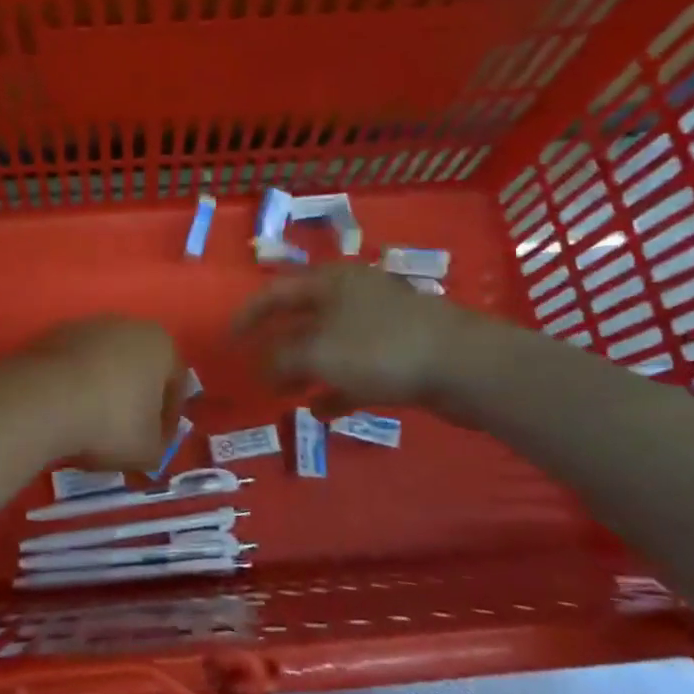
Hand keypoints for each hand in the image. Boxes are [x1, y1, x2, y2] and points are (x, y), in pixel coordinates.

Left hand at [21, 317, 184, 469]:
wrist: (44, 400)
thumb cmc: (111, 422)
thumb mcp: (148, 450)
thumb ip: (159, 446)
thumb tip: (150, 444)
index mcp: (161, 343)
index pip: (175, 384)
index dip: (168, 420)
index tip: (156, 444)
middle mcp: (126, 324)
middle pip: (138, 368)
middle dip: (134, 400)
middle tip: (125, 435)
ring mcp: (85, 326)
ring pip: (103, 365)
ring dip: (101, 391)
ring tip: (90, 426)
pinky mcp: (51, 335)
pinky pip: (72, 367)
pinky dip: (73, 387)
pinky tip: (64, 413)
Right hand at [235, 264, 493, 408]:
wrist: (464, 366)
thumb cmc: (381, 348)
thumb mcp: (319, 353)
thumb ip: (283, 358)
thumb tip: (263, 366)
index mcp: (331, 282)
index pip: (277, 292)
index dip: (249, 314)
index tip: (228, 339)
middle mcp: (353, 297)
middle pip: (304, 318)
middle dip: (278, 346)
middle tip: (258, 372)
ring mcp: (380, 325)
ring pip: (330, 346)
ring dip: (305, 369)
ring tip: (286, 394)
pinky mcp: (401, 353)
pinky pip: (357, 369)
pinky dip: (337, 387)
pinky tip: (323, 411)